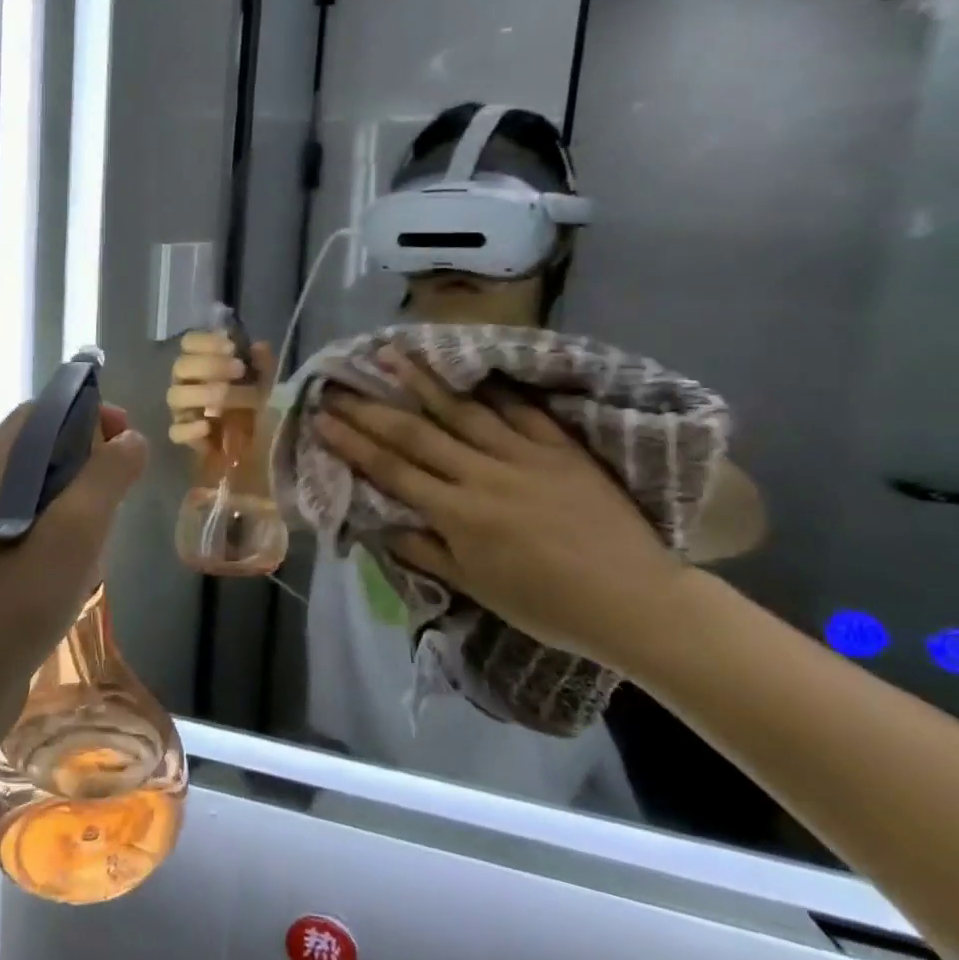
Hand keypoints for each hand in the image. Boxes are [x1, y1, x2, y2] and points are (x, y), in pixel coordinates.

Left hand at [0, 403, 147, 736]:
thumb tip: (131, 438)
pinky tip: (81, 569)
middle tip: (122, 493)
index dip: (87, 415)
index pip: (41, 413)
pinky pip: (34, 527)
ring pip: (42, 491)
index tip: (125, 441)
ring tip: (104, 537)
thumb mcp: (73, 533)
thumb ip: (105, 477)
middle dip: (88, 462)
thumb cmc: (14, 602)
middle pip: (42, 449)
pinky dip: (64, 533)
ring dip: (80, 502)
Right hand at [167, 331, 273, 448]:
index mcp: (203, 363)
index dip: (206, 341)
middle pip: (181, 366)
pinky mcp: (186, 438)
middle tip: (239, 370)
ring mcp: (184, 411)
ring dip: (203, 393)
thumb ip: (264, 364)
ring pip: (175, 396)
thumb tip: (257, 347)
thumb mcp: (269, 382)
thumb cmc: (262, 406)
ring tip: (226, 399)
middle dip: (210, 365)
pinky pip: (176, 431)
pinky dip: (190, 429)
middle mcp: (188, 383)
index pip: (190, 342)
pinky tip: (208, 426)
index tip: (231, 348)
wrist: (265, 446)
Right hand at [311, 349, 686, 673]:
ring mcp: (525, 456)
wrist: (637, 602)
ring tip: (393, 353)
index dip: (352, 443)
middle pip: (416, 433)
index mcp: (459, 514)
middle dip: (371, 408)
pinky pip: (523, 411)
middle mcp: (484, 475)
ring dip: (423, 380)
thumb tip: (382, 526)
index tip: (322, 418)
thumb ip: (428, 552)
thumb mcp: (479, 590)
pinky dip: (496, 388)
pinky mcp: (562, 448)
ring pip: (464, 410)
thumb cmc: (550, 606)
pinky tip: (472, 367)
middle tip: (339, 383)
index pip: (392, 470)